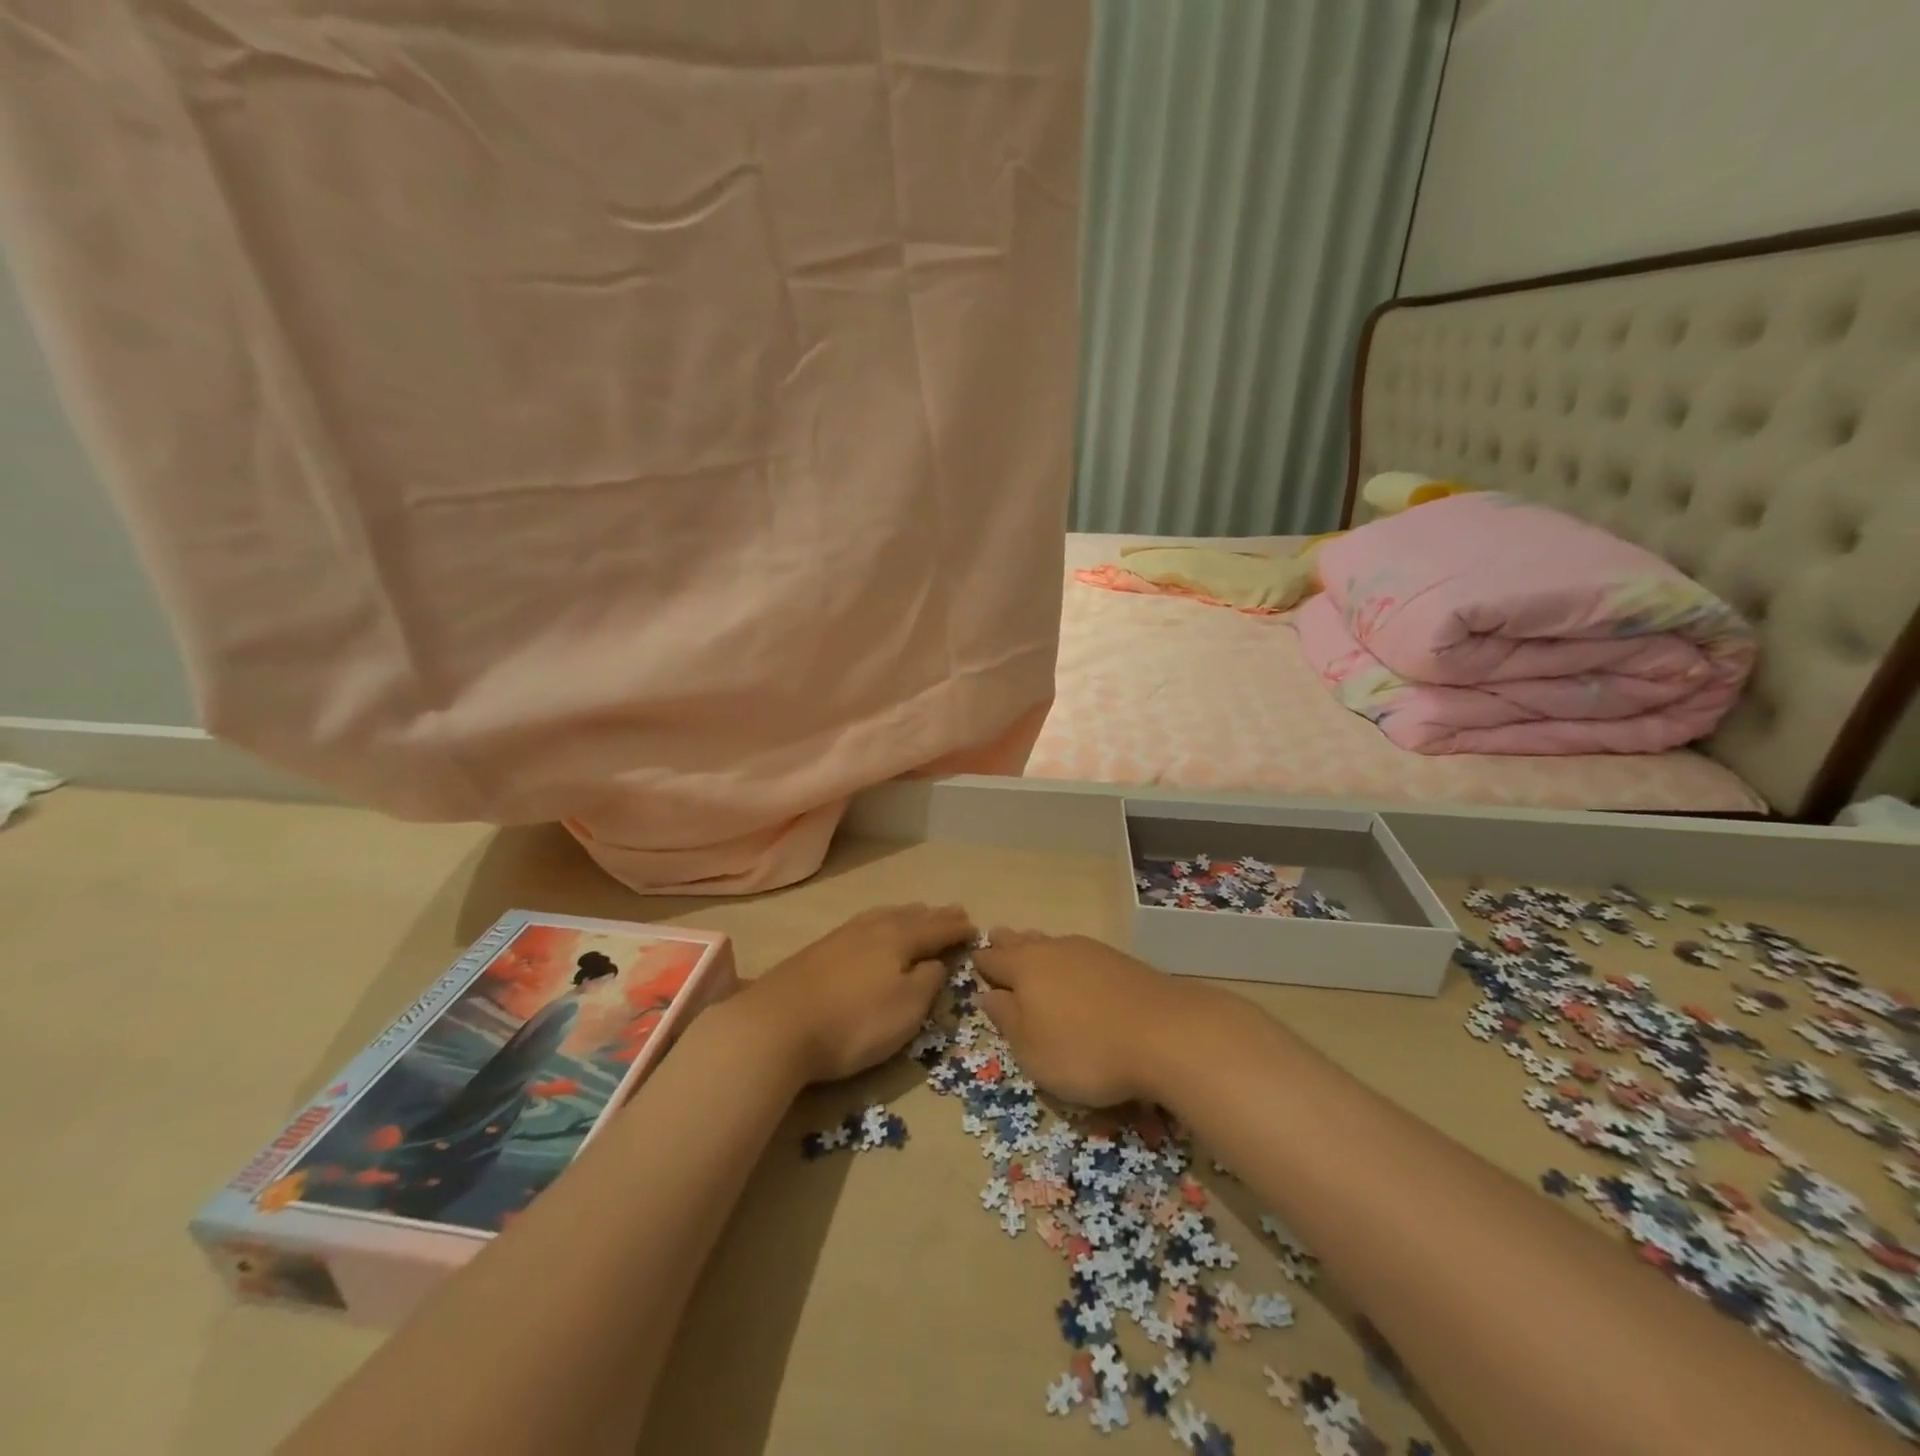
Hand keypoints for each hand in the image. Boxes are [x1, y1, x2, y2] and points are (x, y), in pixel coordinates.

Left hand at [743, 904, 974, 1084]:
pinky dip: (881, 922)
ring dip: (906, 914)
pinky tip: (872, 930)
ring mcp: (841, 936)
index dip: (957, 929)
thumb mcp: (906, 1009)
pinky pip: (863, 925)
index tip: (975, 927)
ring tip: (918, 913)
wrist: (776, 1026)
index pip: (936, 928)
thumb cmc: (853, 1022)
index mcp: (898, 938)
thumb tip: (937, 962)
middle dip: (934, 916)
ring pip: (883, 916)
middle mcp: (871, 928)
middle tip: (953, 912)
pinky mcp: (818, 950)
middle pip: (910, 916)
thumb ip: (928, 982)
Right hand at [973, 930, 1213, 1106]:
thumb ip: (1007, 1020)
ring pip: (1054, 943)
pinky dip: (1069, 958)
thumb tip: (988, 995)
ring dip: (1039, 946)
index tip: (972, 959)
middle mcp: (1054, 950)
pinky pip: (1081, 952)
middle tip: (996, 936)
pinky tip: (1076, 967)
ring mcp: (1090, 951)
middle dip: (1008, 942)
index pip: (994, 960)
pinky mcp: (1121, 961)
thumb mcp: (1033, 1051)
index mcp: (1025, 969)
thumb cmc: (1086, 1051)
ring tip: (1032, 946)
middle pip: (1023, 942)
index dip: (981, 962)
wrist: (1166, 1033)